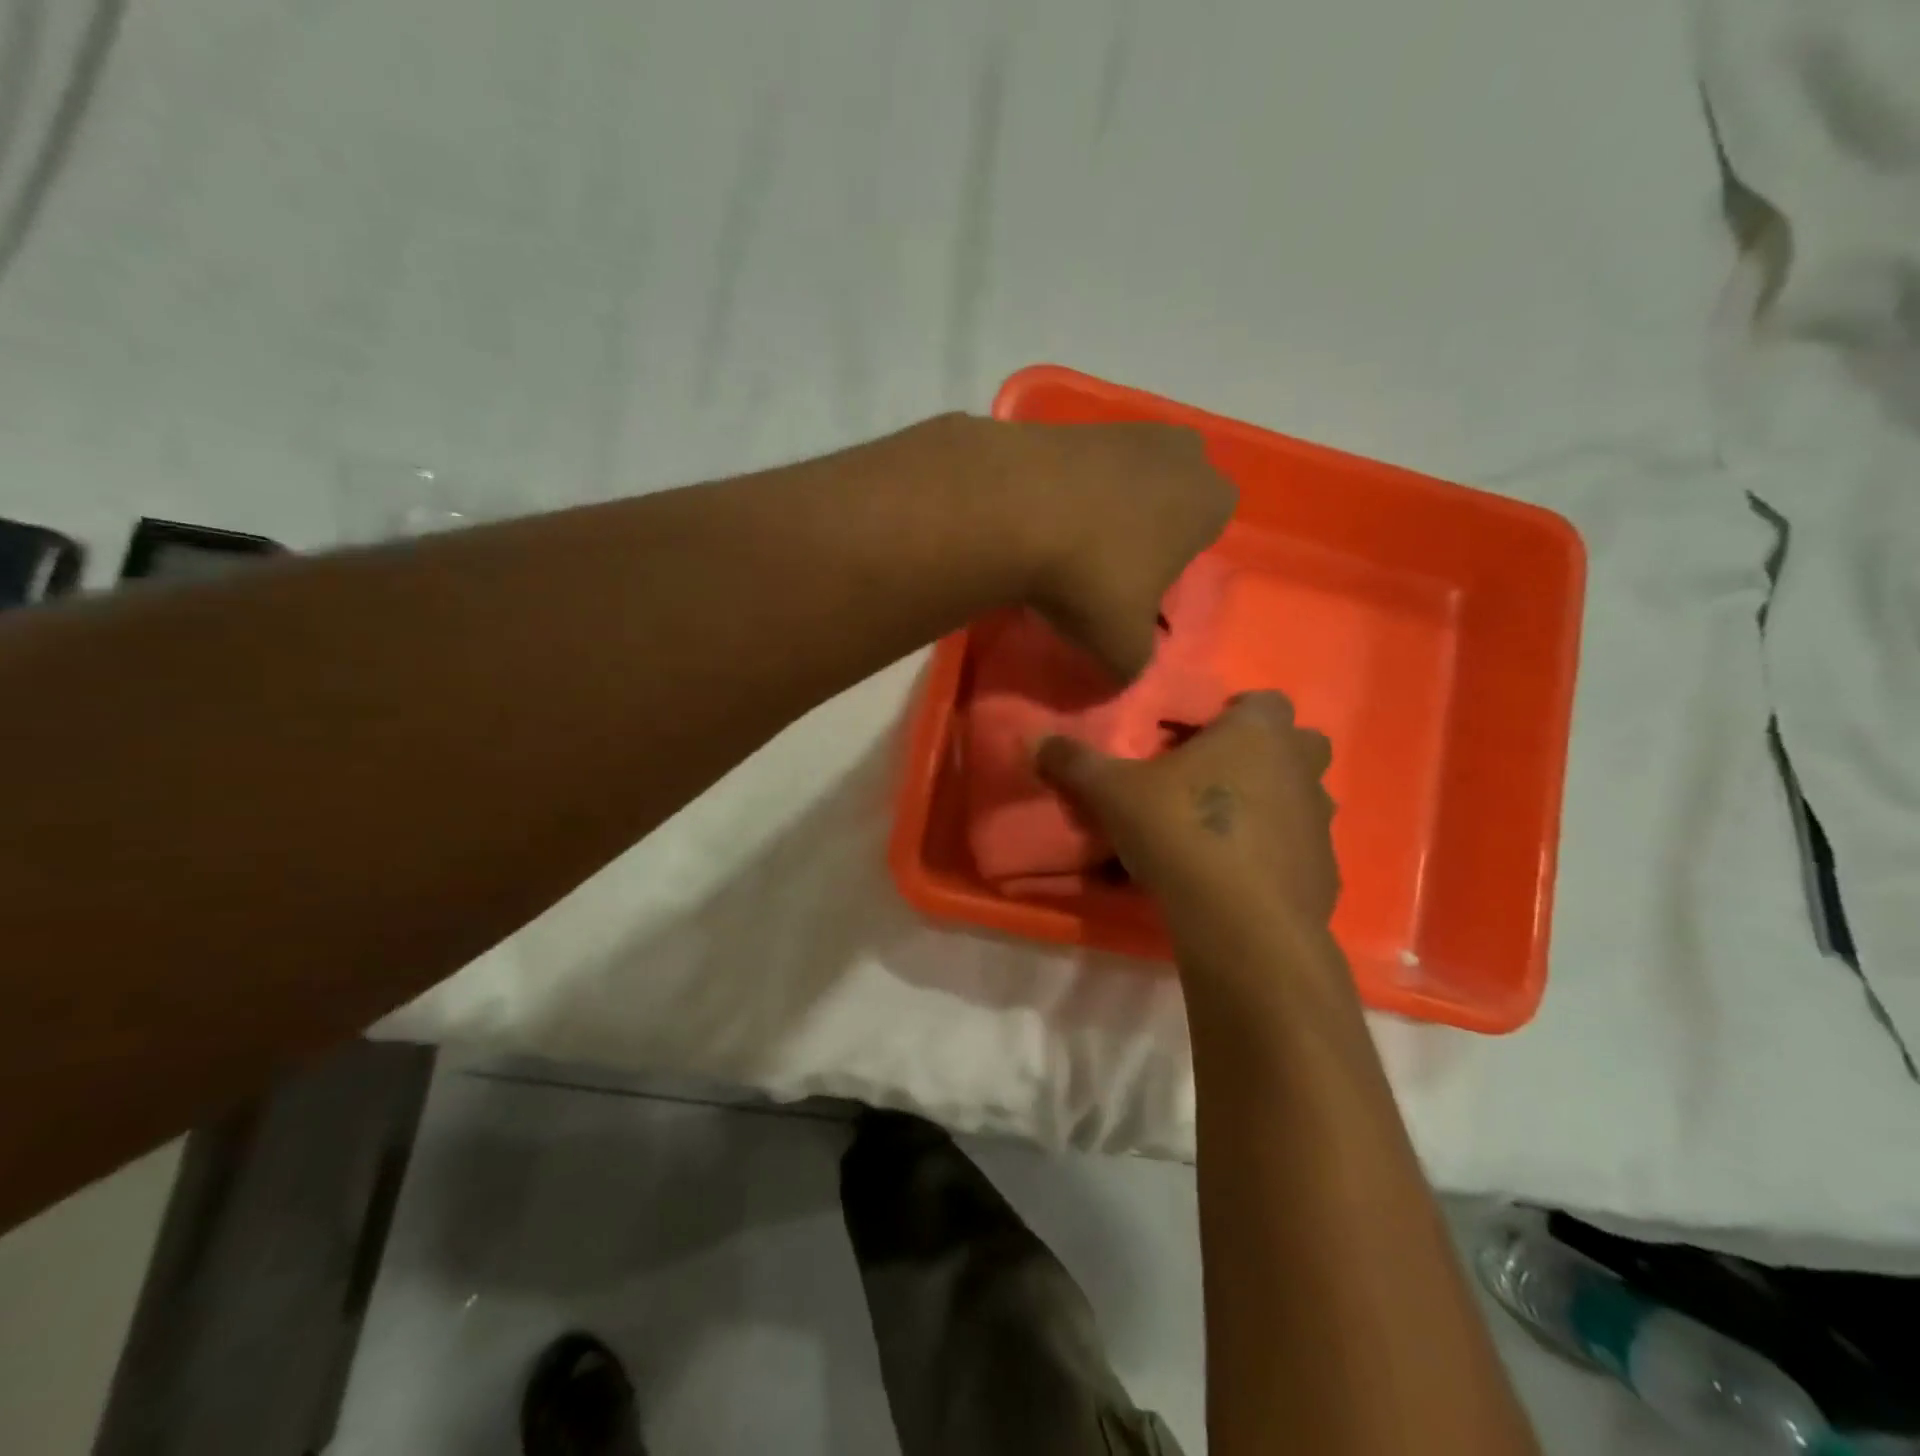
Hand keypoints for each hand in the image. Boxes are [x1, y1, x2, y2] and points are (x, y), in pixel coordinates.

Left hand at [998, 421, 1237, 680]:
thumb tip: (1126, 668)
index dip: (1177, 559)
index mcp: (1209, 500)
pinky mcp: (1068, 422)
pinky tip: (1034, 521)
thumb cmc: (1092, 579)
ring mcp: (1122, 428)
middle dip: (1147, 524)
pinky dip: (1062, 491)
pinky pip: (1076, 466)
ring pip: (1123, 476)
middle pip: (1171, 492)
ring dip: (1102, 506)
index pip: (1211, 526)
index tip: (1142, 586)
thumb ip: (1135, 662)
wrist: (1012, 511)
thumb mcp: (1122, 647)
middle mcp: (1177, 452)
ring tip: (1064, 546)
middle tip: (1109, 564)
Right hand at [1036, 691, 1338, 934]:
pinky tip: (1237, 880)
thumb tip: (1035, 738)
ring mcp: (1321, 822)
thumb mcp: (1112, 793)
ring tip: (1221, 833)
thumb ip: (1075, 762)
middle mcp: (1301, 768)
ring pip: (1301, 800)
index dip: (1232, 715)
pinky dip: (1275, 858)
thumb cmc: (1181, 832)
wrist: (1240, 923)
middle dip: (1262, 758)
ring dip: (1271, 807)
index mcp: (1259, 733)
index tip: (1195, 742)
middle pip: (1295, 747)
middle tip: (1212, 782)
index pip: (1263, 700)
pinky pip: (1298, 852)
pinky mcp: (1325, 872)